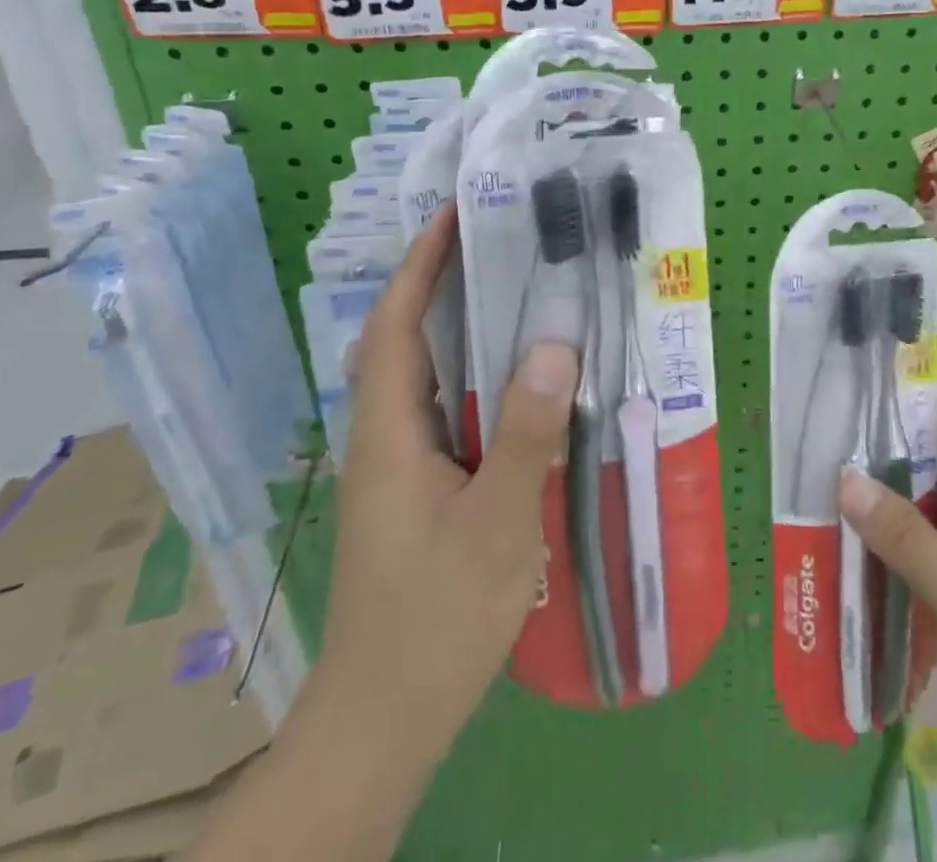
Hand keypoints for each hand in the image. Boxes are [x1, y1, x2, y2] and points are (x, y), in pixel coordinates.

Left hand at [322, 206, 576, 751]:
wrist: (383, 720)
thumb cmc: (435, 620)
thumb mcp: (496, 525)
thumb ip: (525, 434)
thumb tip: (553, 344)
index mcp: (390, 433)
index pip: (396, 325)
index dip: (420, 265)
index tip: (453, 215)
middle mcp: (385, 437)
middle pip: (403, 340)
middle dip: (437, 282)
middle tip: (495, 240)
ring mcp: (399, 466)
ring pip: (423, 375)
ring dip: (455, 325)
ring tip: (511, 288)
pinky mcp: (418, 489)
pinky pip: (445, 409)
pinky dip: (473, 374)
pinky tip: (516, 379)